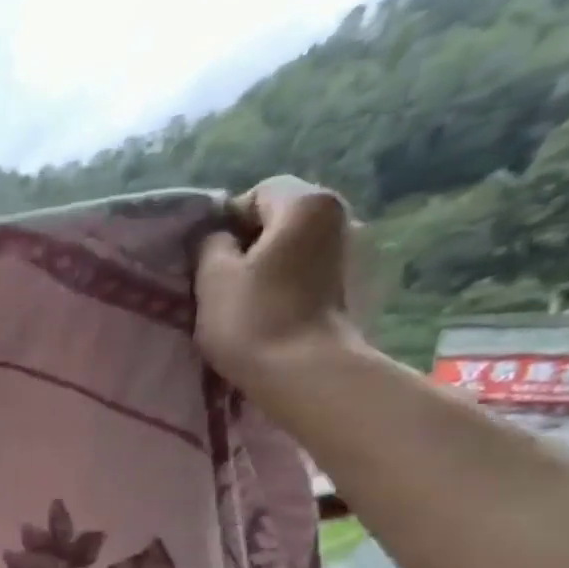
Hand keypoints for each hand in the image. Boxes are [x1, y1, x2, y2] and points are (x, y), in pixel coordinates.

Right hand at [194, 176, 356, 388]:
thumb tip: (218, 236)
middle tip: (223, 284)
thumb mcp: (211, 277)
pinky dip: (294, 286)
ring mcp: (359, 253)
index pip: (258, 193)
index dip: (226, 223)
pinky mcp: (361, 289)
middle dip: (252, 245)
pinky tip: (276, 315)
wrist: (306, 374)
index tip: (207, 260)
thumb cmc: (253, 319)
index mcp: (307, 203)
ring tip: (249, 303)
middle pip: (283, 220)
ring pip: (300, 249)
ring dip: (274, 268)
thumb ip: (210, 244)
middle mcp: (343, 216)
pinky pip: (316, 275)